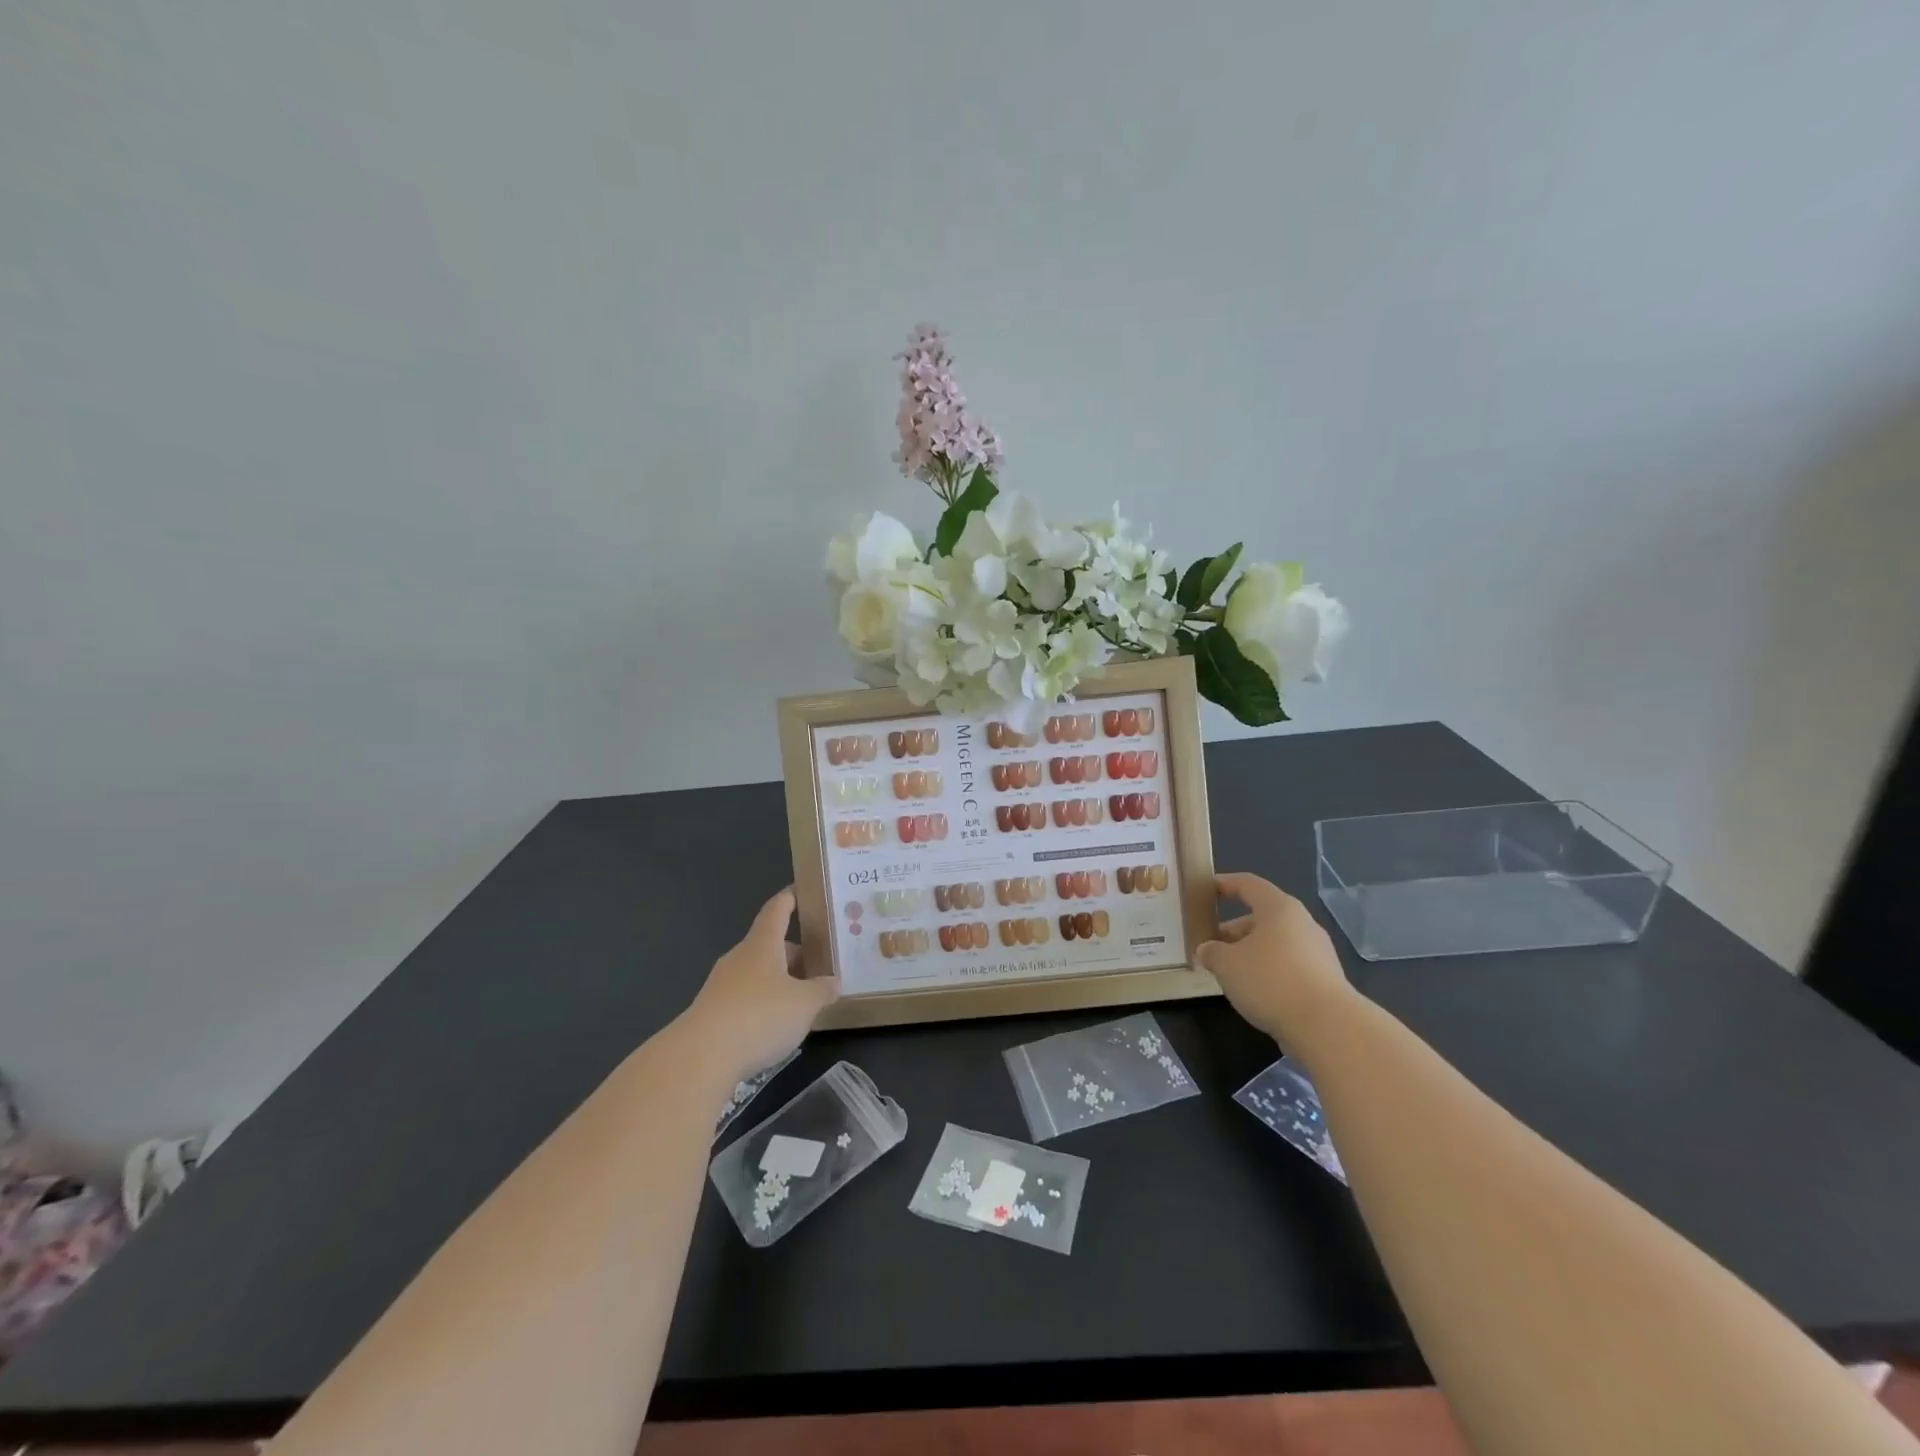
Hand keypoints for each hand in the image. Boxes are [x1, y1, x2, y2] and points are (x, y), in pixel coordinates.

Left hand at [680, 888, 838, 1080]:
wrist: (700, 1058)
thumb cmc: (759, 1016)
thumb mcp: (804, 1004)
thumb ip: (822, 990)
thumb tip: (833, 982)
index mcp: (762, 944)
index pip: (777, 910)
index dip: (790, 898)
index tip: (802, 891)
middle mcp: (740, 958)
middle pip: (770, 946)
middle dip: (795, 955)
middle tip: (820, 966)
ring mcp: (721, 986)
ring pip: (758, 974)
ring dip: (780, 982)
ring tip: (804, 1001)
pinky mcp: (712, 1014)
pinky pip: (745, 999)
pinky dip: (763, 1005)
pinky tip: (777, 1027)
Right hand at [1197, 872, 1353, 1044]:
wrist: (1327, 1026)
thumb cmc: (1270, 980)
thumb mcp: (1226, 964)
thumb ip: (1211, 952)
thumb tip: (1207, 950)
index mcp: (1279, 908)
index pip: (1248, 884)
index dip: (1225, 884)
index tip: (1205, 891)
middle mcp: (1302, 923)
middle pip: (1262, 917)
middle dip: (1233, 930)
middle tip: (1210, 946)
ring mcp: (1318, 952)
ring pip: (1275, 944)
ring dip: (1250, 953)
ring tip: (1228, 973)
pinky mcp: (1325, 979)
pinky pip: (1288, 965)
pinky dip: (1268, 971)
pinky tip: (1254, 991)